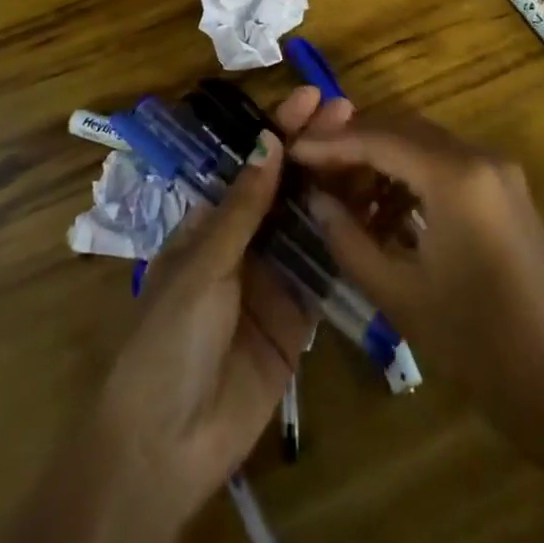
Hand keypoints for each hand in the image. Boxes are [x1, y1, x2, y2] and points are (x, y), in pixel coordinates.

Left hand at [5, 86, 349, 542]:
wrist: (167, 445)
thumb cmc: (169, 339)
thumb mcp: (202, 265)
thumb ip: (243, 209)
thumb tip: (270, 141)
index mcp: (212, 222)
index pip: (253, 165)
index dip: (282, 129)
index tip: (314, 97)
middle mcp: (246, 242)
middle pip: (287, 187)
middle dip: (316, 150)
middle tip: (352, 114)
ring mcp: (274, 278)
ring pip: (310, 222)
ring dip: (337, 187)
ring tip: (372, 152)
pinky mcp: (298, 317)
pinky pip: (325, 271)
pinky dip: (347, 242)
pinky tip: (376, 214)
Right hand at [290, 115, 543, 447]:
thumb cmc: (481, 347)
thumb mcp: (402, 295)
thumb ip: (350, 240)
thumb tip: (315, 200)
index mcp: (456, 176)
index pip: (380, 138)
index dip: (332, 143)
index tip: (292, 150)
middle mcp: (480, 157)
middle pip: (403, 129)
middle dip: (355, 146)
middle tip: (313, 172)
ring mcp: (499, 172)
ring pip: (424, 145)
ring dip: (383, 162)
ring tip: (344, 200)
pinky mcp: (506, 192)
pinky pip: (446, 166)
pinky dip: (411, 179)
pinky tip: (385, 215)